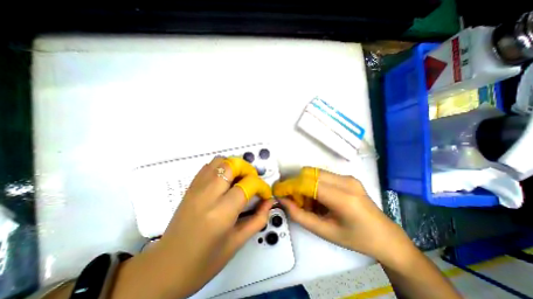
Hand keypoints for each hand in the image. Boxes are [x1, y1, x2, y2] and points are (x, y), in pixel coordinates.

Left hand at [110, 157, 271, 298]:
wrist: (166, 268)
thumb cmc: (205, 261)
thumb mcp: (237, 243)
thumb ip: (258, 219)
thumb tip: (269, 202)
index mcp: (221, 212)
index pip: (248, 184)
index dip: (262, 186)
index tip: (265, 194)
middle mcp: (208, 195)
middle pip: (232, 165)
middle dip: (248, 170)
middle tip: (252, 182)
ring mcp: (196, 188)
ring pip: (220, 161)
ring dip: (234, 166)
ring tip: (240, 180)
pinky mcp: (190, 187)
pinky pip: (208, 166)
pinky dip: (221, 167)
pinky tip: (225, 181)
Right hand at [273, 168, 408, 261]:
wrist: (386, 237)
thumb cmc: (356, 239)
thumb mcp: (325, 232)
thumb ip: (300, 215)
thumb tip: (283, 201)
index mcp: (343, 198)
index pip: (308, 183)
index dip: (289, 186)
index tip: (278, 191)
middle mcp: (346, 181)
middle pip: (309, 173)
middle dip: (296, 184)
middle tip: (293, 199)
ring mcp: (348, 177)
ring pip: (314, 173)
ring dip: (304, 184)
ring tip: (307, 202)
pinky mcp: (347, 177)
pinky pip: (322, 176)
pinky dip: (313, 184)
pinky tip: (317, 199)